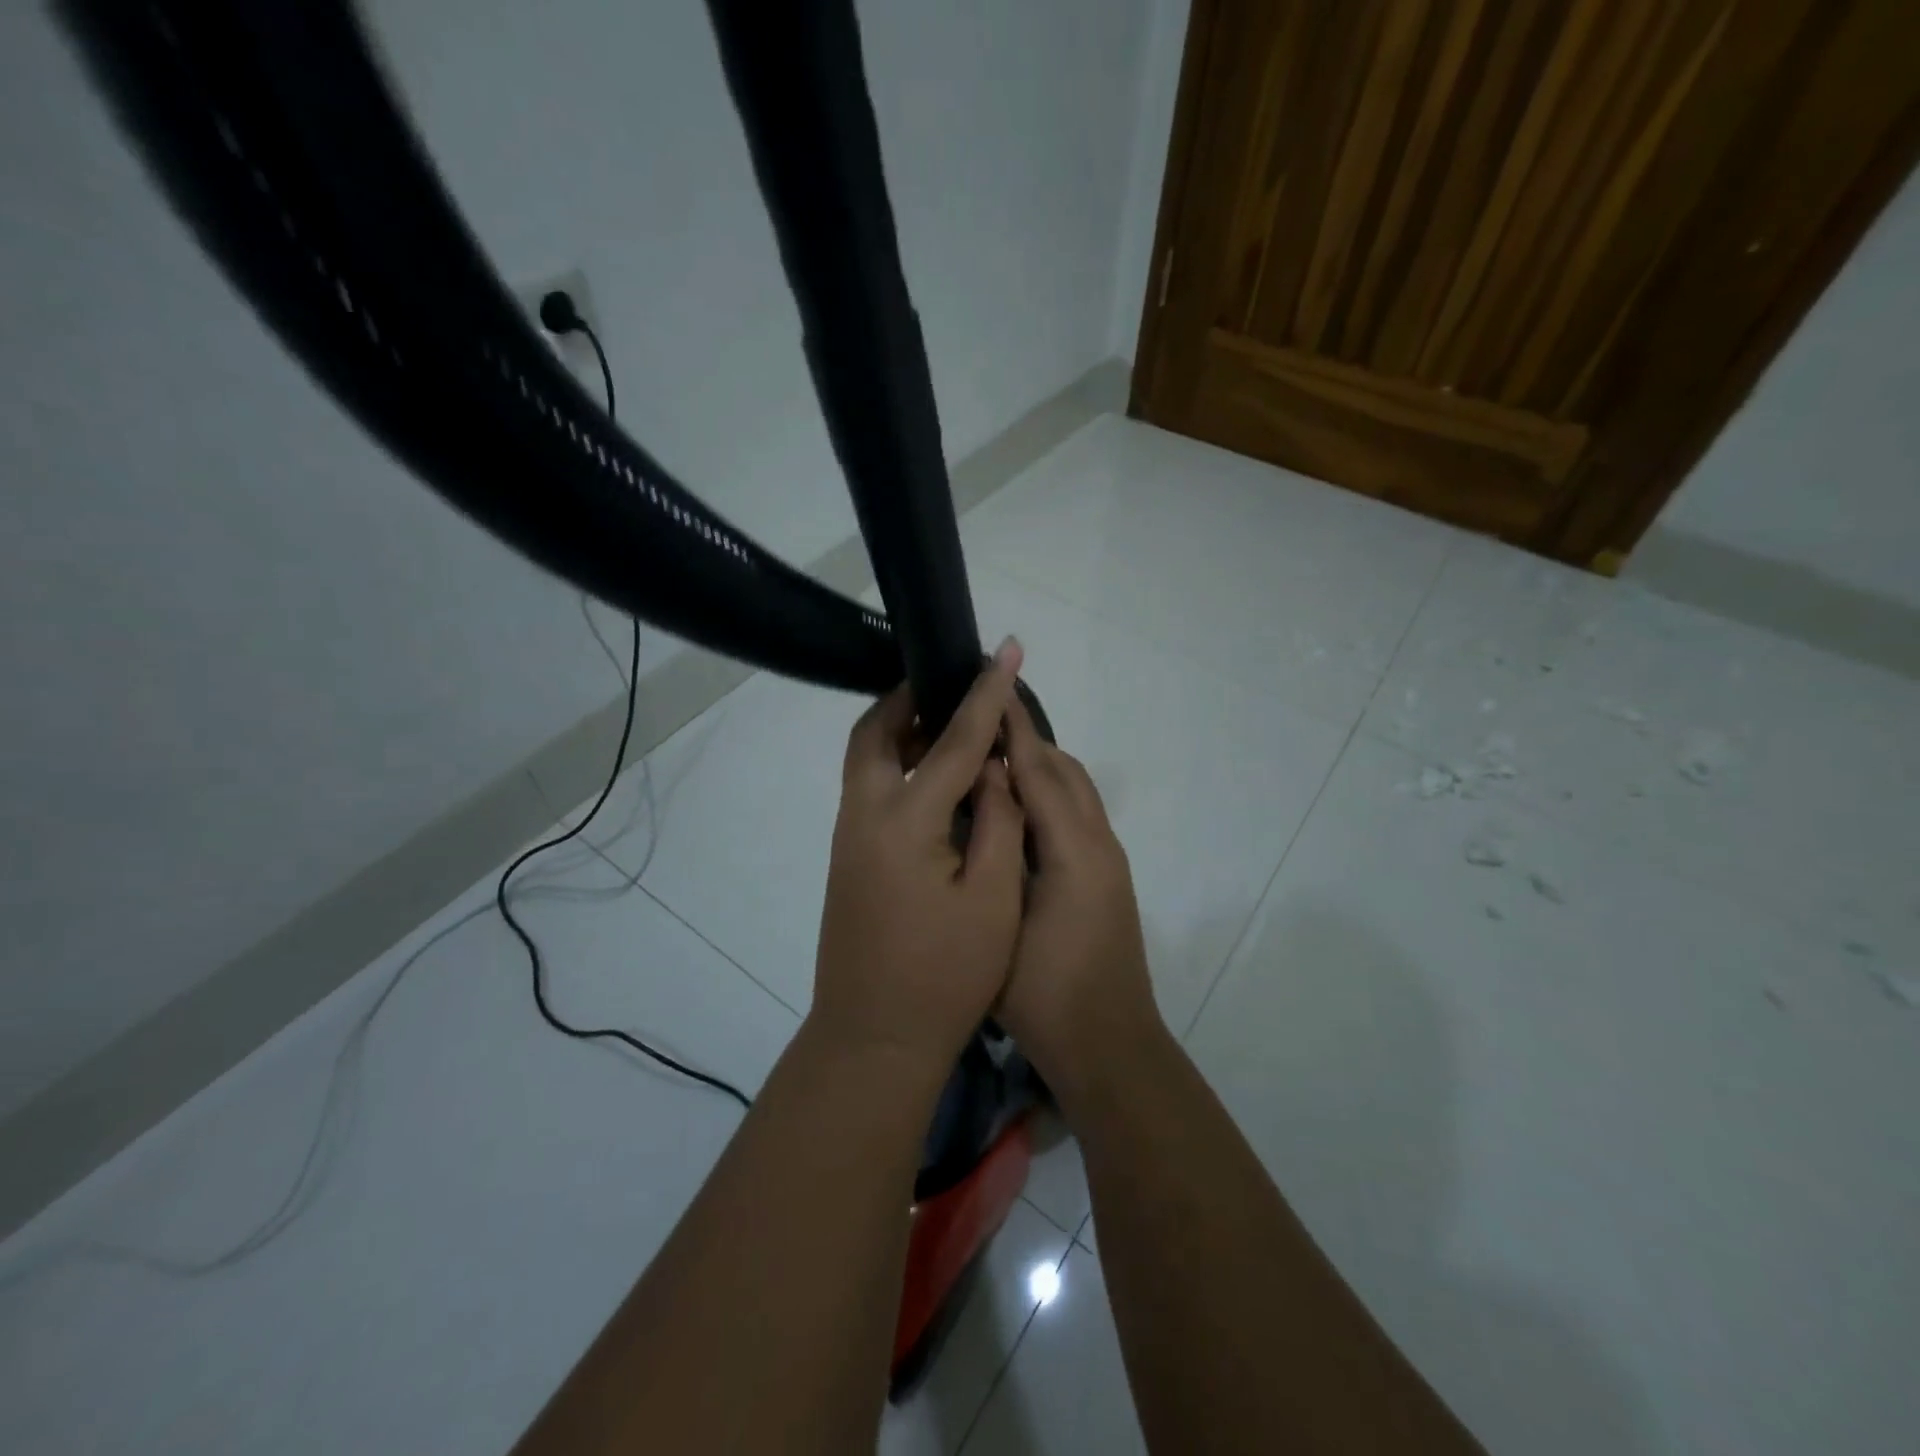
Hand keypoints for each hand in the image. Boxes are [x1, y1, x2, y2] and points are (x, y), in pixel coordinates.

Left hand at [809, 640, 1027, 1077]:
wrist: (874, 1039)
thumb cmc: (945, 976)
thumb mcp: (992, 899)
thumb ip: (997, 821)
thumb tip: (993, 767)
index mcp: (904, 822)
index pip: (951, 740)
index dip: (985, 694)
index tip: (1007, 651)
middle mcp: (863, 816)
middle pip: (876, 732)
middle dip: (911, 698)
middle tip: (954, 684)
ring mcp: (848, 837)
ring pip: (866, 758)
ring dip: (901, 730)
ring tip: (949, 724)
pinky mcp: (848, 858)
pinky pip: (868, 787)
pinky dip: (897, 764)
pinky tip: (934, 780)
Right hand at [998, 692, 1165, 1106]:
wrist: (1107, 1046)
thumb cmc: (1046, 993)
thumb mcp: (1006, 922)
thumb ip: (996, 853)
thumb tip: (983, 798)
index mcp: (1076, 850)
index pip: (1040, 771)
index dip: (1013, 730)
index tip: (988, 689)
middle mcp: (1099, 844)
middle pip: (1065, 771)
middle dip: (1026, 740)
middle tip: (978, 723)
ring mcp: (1107, 862)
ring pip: (1075, 792)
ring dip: (1039, 766)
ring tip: (991, 758)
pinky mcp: (1104, 879)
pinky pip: (1077, 815)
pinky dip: (1048, 795)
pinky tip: (1014, 809)